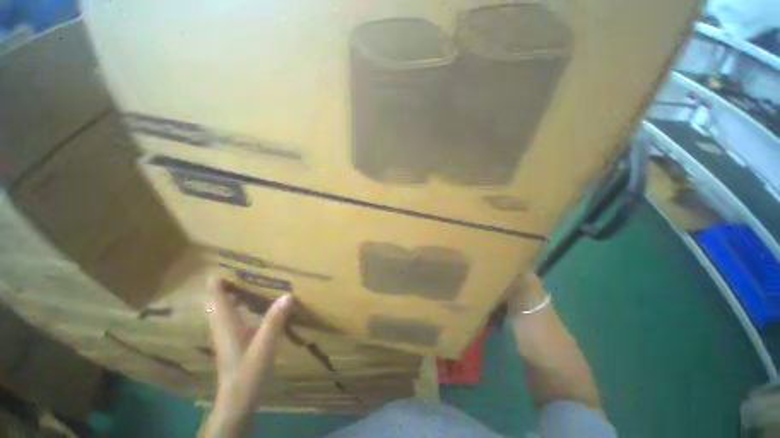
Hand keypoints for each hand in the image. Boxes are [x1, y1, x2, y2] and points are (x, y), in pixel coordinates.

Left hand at [202, 277, 296, 437]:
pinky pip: (230, 315)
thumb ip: (275, 319)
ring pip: (222, 307)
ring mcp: (225, 333)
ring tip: (245, 280)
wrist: (237, 398)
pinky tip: (250, 303)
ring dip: (229, 293)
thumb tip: (289, 294)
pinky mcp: (232, 339)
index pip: (216, 296)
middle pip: (216, 299)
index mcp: (226, 323)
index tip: (227, 263)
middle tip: (240, 268)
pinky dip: (236, 304)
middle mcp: (222, 325)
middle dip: (223, 283)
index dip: (217, 279)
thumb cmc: (248, 371)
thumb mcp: (265, 344)